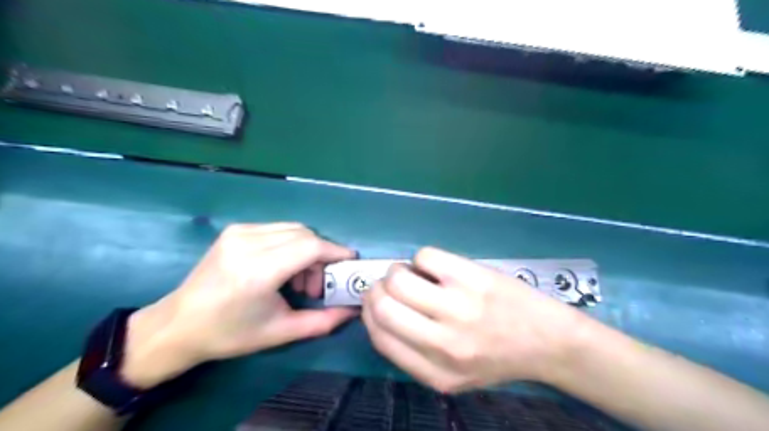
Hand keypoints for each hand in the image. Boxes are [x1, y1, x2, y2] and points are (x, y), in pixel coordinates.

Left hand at [120, 223, 359, 387]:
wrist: (178, 324)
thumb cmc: (230, 333)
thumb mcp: (280, 332)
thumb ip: (322, 321)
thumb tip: (353, 310)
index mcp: (258, 271)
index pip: (310, 246)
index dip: (335, 252)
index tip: (349, 261)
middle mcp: (248, 243)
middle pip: (305, 234)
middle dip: (321, 255)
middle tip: (319, 282)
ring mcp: (239, 232)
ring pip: (293, 229)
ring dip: (307, 249)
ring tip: (300, 279)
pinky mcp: (235, 230)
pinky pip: (278, 229)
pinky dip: (291, 244)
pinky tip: (283, 267)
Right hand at [364, 248, 586, 391]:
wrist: (549, 341)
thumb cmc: (498, 357)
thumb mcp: (453, 376)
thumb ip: (414, 355)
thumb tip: (380, 312)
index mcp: (434, 373)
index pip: (380, 337)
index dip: (368, 313)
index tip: (374, 301)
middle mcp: (443, 343)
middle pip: (383, 306)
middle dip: (377, 289)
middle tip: (390, 284)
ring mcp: (458, 307)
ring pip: (399, 278)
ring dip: (398, 271)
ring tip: (414, 274)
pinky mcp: (472, 277)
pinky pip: (425, 256)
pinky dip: (424, 258)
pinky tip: (439, 267)